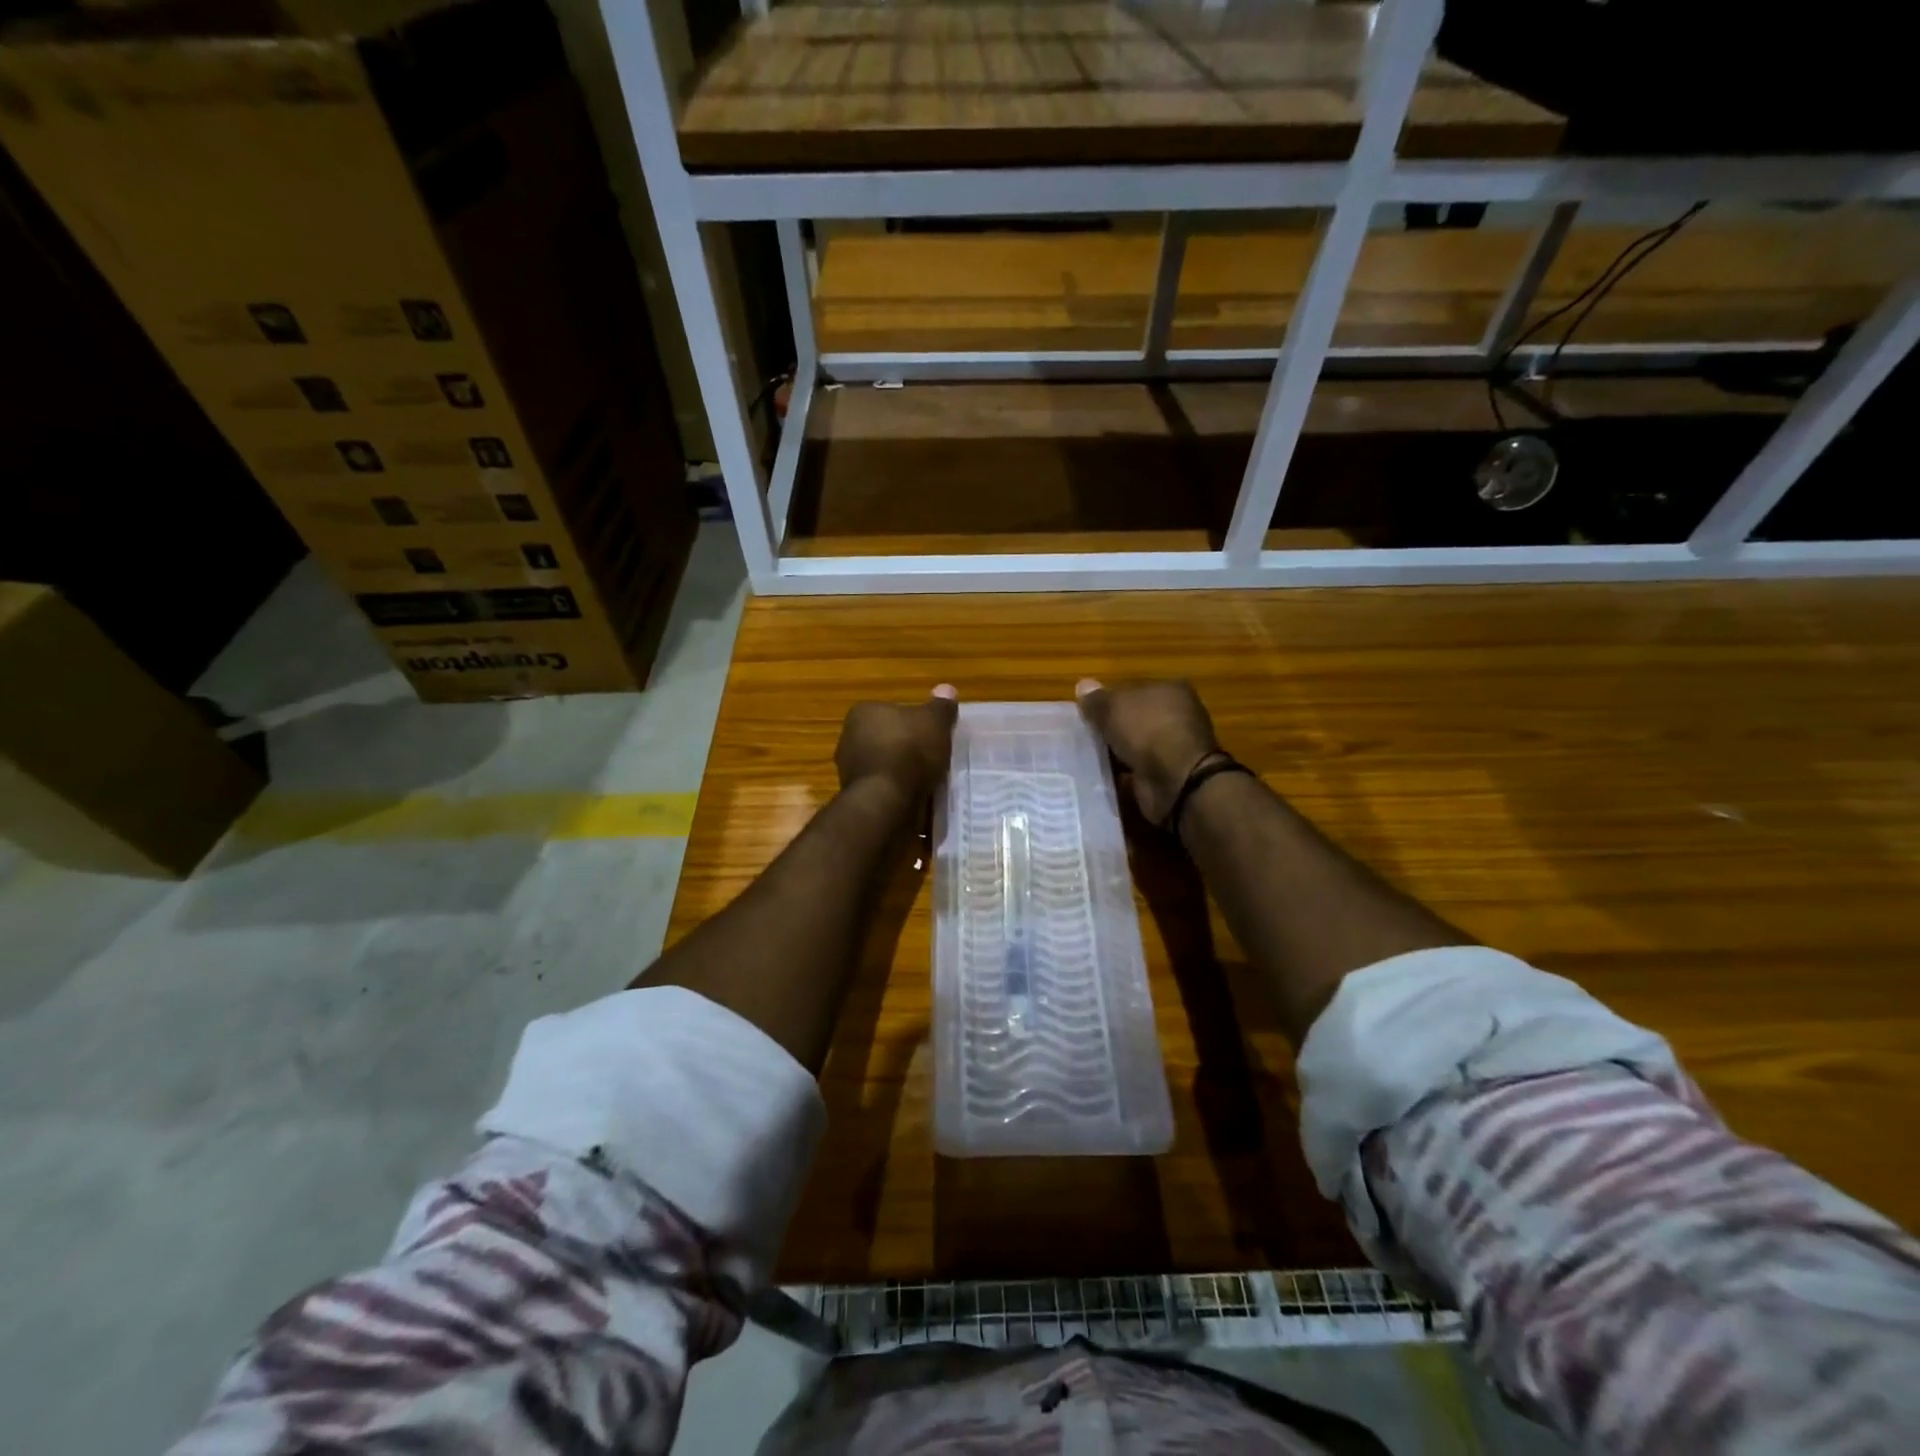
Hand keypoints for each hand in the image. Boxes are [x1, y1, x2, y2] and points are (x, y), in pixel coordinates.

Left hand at [835, 686, 959, 802]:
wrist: (887, 800)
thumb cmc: (909, 750)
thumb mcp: (935, 722)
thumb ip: (941, 706)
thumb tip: (946, 689)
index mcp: (862, 712)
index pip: (891, 711)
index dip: (913, 721)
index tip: (931, 733)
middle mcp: (849, 737)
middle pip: (886, 738)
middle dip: (906, 746)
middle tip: (932, 755)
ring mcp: (849, 769)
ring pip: (883, 764)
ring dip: (901, 770)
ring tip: (927, 778)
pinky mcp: (856, 795)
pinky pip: (883, 787)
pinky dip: (897, 790)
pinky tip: (915, 795)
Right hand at [1076, 678, 1220, 824]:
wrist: (1176, 780)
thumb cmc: (1147, 730)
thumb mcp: (1113, 707)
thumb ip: (1097, 699)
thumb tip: (1083, 685)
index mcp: (1172, 690)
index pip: (1136, 690)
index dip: (1112, 699)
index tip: (1089, 713)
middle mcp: (1179, 716)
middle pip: (1137, 718)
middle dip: (1115, 728)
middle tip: (1086, 735)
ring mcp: (1176, 747)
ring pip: (1138, 745)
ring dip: (1119, 752)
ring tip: (1089, 757)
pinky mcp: (1171, 775)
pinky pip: (1140, 770)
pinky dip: (1125, 774)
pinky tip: (1104, 776)